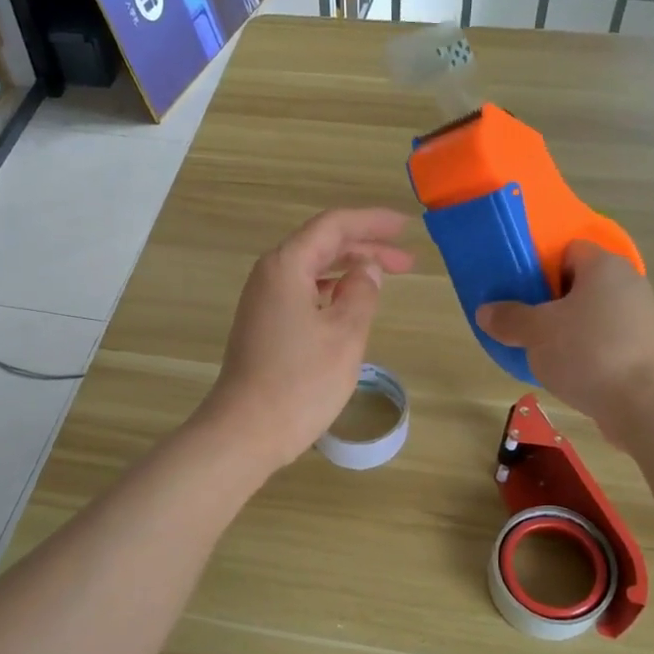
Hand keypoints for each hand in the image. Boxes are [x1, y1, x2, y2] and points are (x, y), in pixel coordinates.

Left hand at [197, 209, 415, 472]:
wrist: (246, 431)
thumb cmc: (300, 382)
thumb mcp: (345, 335)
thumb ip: (362, 292)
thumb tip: (367, 269)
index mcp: (286, 266)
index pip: (333, 226)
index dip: (372, 222)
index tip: (405, 227)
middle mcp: (270, 275)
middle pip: (322, 245)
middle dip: (365, 247)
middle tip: (407, 262)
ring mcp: (262, 301)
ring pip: (312, 270)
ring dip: (349, 270)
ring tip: (385, 280)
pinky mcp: (263, 325)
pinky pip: (303, 292)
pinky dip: (331, 291)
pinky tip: (350, 304)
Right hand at [476, 239, 653, 435]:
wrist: (647, 405)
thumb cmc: (589, 352)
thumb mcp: (536, 333)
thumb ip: (508, 318)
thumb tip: (486, 311)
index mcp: (603, 266)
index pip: (568, 249)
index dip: (540, 265)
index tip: (518, 289)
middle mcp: (627, 284)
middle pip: (578, 283)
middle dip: (548, 301)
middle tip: (522, 321)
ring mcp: (640, 319)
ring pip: (591, 315)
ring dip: (566, 330)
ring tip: (539, 351)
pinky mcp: (644, 351)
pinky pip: (604, 341)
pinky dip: (585, 352)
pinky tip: (566, 372)